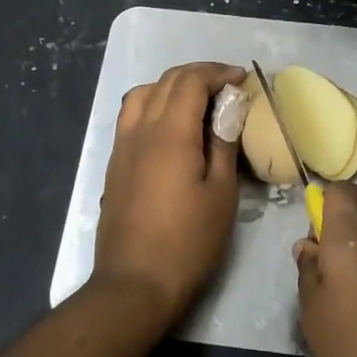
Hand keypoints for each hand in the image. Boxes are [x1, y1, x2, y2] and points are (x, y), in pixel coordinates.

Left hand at [92, 62, 244, 327]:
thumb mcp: (221, 193)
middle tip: (226, 86)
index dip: (218, 73)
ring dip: (172, 86)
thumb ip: (223, 143)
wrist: (135, 283)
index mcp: (170, 132)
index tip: (241, 79)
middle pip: (167, 81)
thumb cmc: (188, 241)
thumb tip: (229, 107)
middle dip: (198, 74)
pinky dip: (153, 103)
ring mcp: (122, 145)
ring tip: (197, 100)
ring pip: (143, 93)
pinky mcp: (115, 162)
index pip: (191, 81)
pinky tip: (170, 125)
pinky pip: (131, 115)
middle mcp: (141, 129)